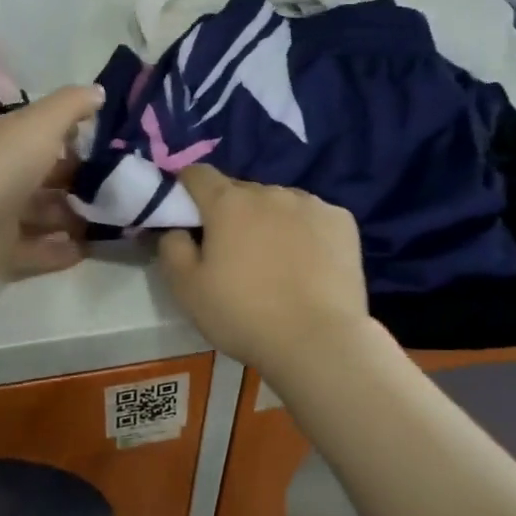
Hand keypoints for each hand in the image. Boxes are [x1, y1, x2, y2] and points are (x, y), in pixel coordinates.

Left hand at [0, 85, 103, 292]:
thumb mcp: (39, 124)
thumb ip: (71, 106)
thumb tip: (100, 90)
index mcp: (10, 142)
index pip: (47, 136)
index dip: (78, 139)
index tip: (116, 146)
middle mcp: (5, 177)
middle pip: (49, 179)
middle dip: (83, 183)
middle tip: (125, 189)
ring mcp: (1, 218)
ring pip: (47, 216)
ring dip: (77, 218)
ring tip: (117, 220)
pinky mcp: (2, 255)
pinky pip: (40, 252)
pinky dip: (64, 252)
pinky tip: (94, 249)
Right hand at [157, 164, 370, 370]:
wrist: (319, 341)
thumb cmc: (245, 315)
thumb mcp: (187, 290)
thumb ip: (172, 249)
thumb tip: (177, 229)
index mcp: (228, 203)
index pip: (198, 174)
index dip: (187, 189)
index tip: (188, 215)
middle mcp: (270, 192)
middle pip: (241, 191)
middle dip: (231, 213)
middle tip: (234, 253)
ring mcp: (311, 203)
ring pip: (279, 203)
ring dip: (270, 220)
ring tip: (277, 262)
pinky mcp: (342, 221)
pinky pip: (314, 217)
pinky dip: (306, 232)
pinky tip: (310, 265)